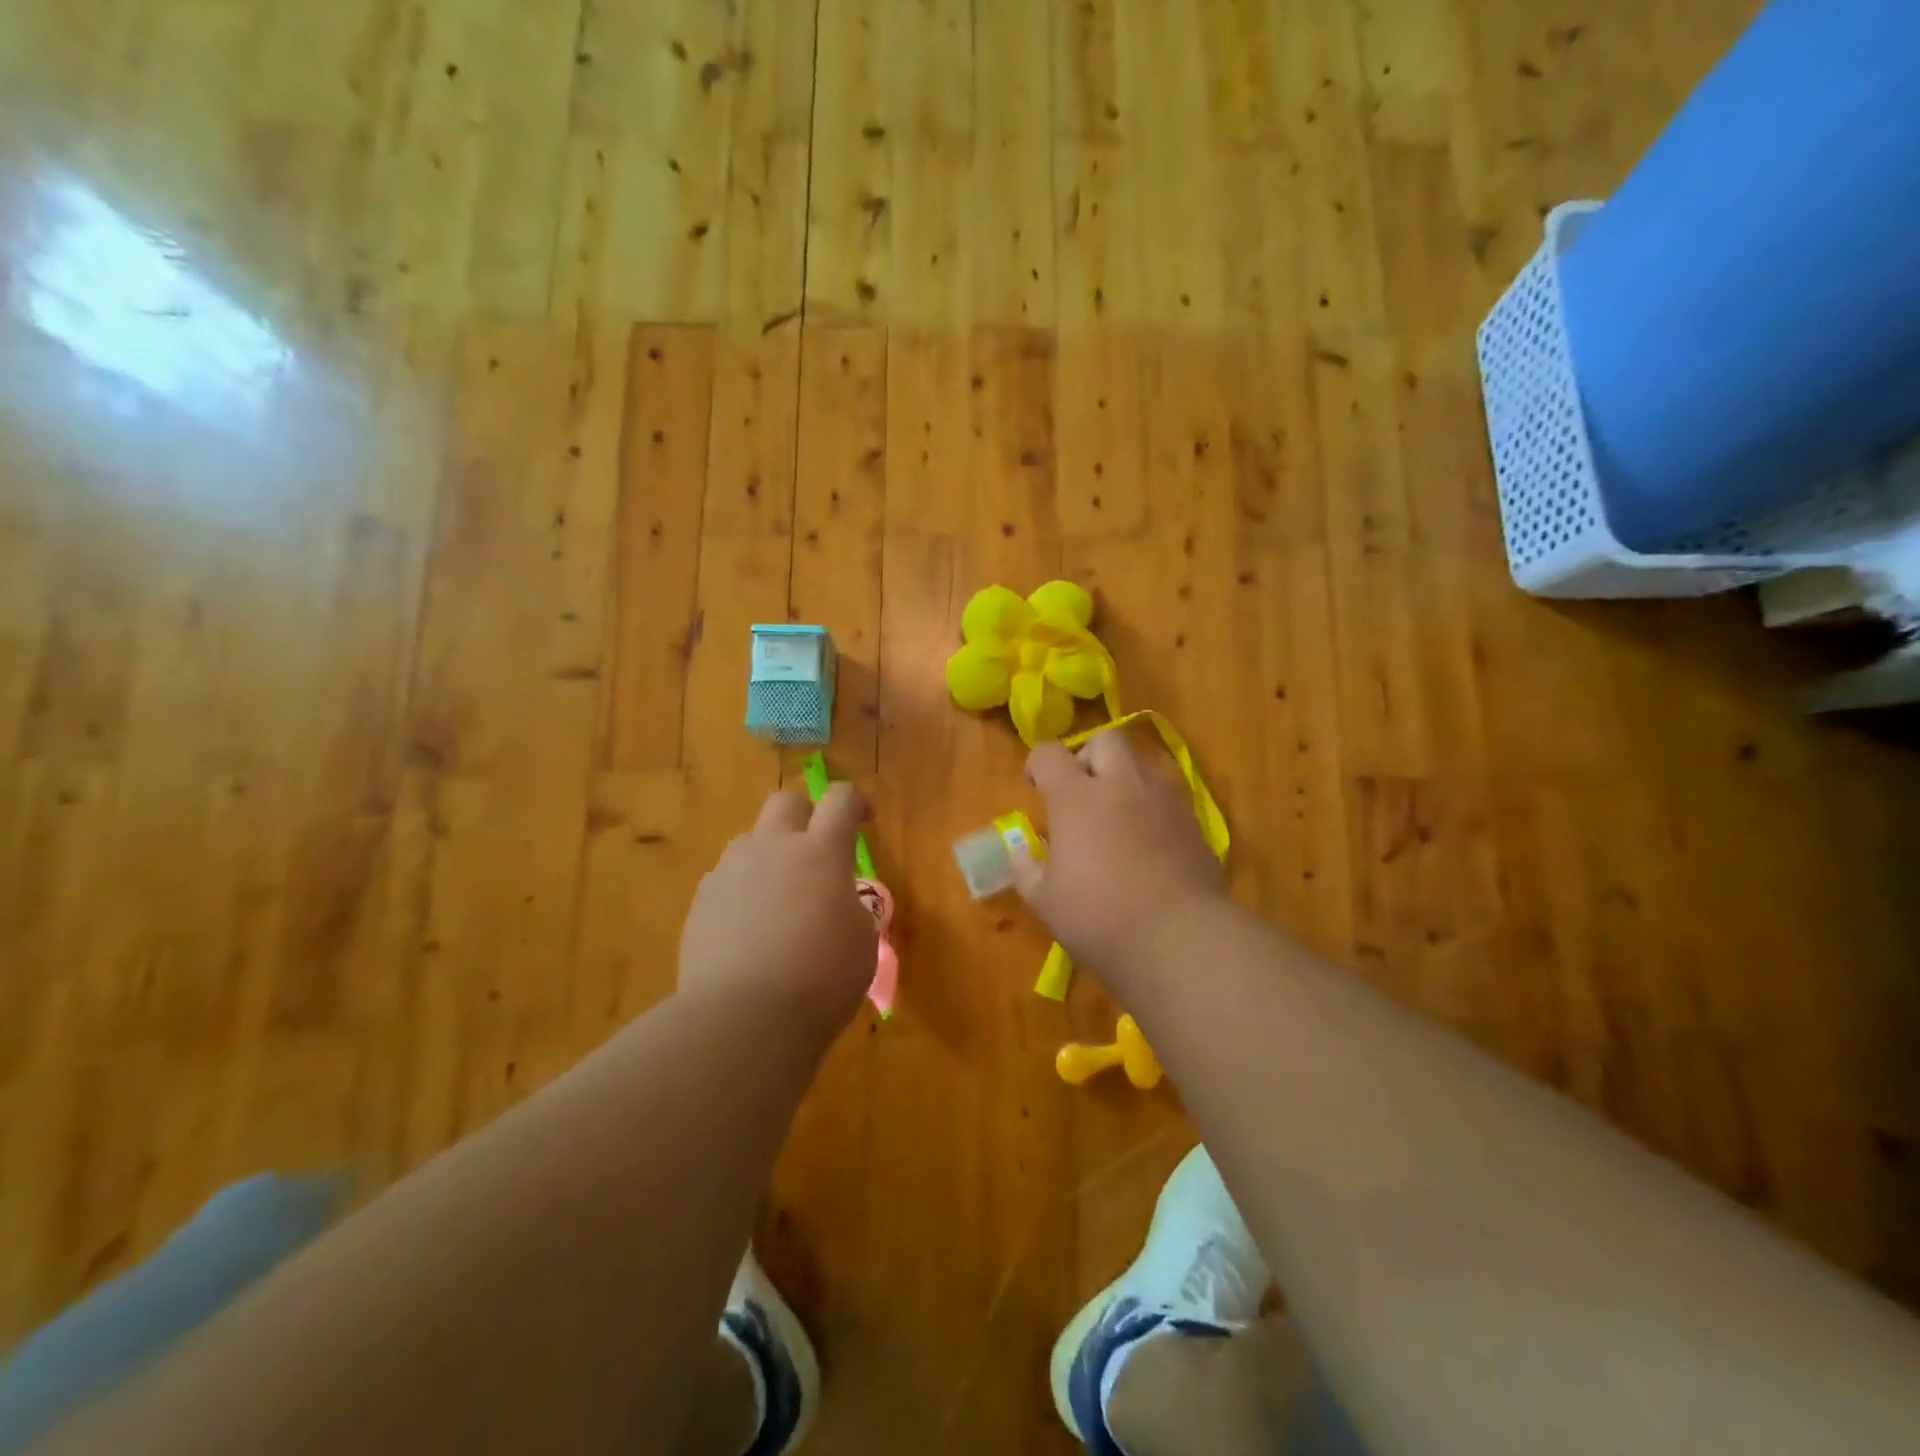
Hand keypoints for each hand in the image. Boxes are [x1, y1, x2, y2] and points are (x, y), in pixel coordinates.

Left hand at [679, 784, 877, 1039]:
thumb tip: (836, 902)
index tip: (864, 819)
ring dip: (768, 855)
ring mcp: (730, 872)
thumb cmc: (821, 979)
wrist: (743, 1017)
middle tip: (816, 851)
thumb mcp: (862, 942)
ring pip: (749, 840)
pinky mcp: (701, 901)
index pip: (841, 799)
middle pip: (785, 802)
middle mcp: (773, 849)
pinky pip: (724, 878)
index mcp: (821, 853)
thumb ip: (851, 907)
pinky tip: (747, 929)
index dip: (855, 802)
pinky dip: (741, 891)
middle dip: (804, 815)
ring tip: (778, 898)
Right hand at [1015, 734, 1227, 989]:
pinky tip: (1146, 841)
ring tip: (1115, 816)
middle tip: (1080, 792)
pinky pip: (1166, 795)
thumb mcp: (1044, 901)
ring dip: (1123, 779)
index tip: (1035, 787)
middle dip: (1088, 756)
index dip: (1037, 764)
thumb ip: (1027, 869)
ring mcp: (1163, 800)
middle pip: (1105, 740)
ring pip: (1141, 763)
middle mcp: (1121, 785)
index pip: (1049, 753)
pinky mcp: (1192, 821)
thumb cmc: (1099, 918)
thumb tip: (1022, 851)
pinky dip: (1150, 806)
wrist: (1179, 939)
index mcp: (1076, 798)